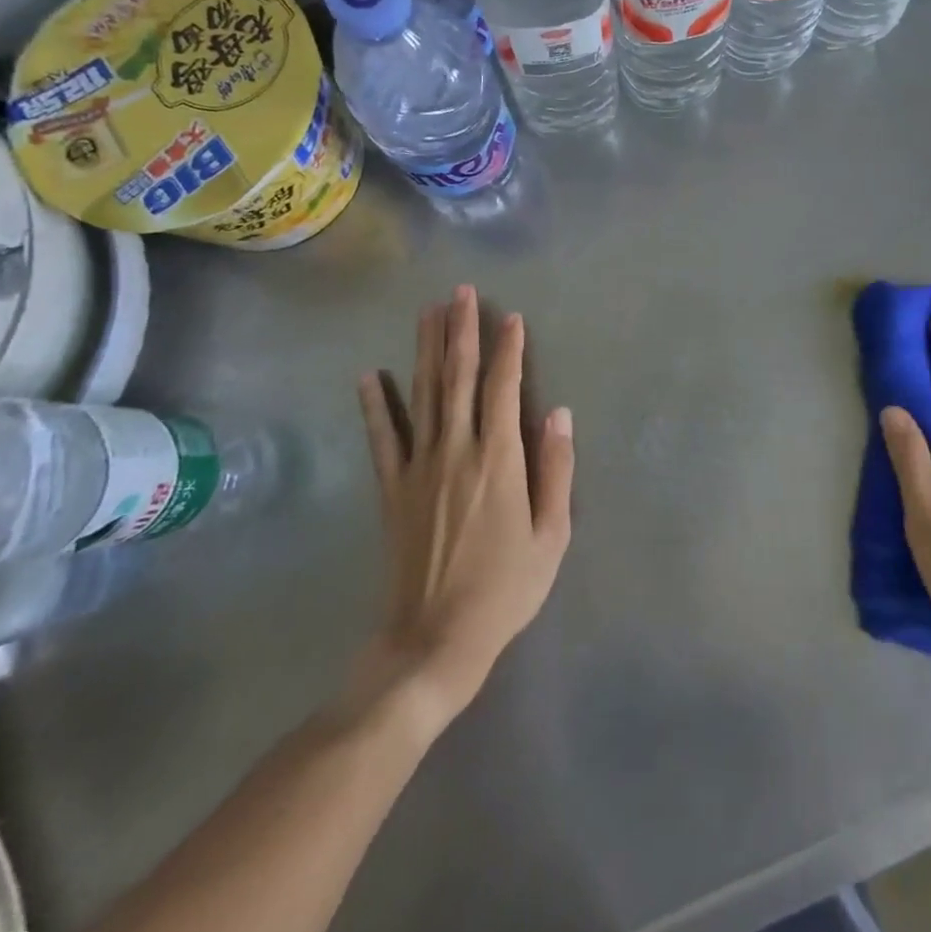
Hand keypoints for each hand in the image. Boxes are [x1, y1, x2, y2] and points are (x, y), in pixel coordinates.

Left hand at [357, 285, 573, 721]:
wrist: (436, 639)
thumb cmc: (506, 588)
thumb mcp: (552, 534)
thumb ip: (556, 470)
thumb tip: (561, 414)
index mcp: (499, 459)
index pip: (504, 389)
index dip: (508, 350)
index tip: (511, 316)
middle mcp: (457, 450)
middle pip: (457, 378)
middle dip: (461, 331)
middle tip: (460, 292)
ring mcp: (418, 467)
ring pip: (421, 394)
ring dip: (425, 349)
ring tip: (428, 312)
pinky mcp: (392, 488)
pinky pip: (382, 438)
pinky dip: (374, 405)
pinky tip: (369, 375)